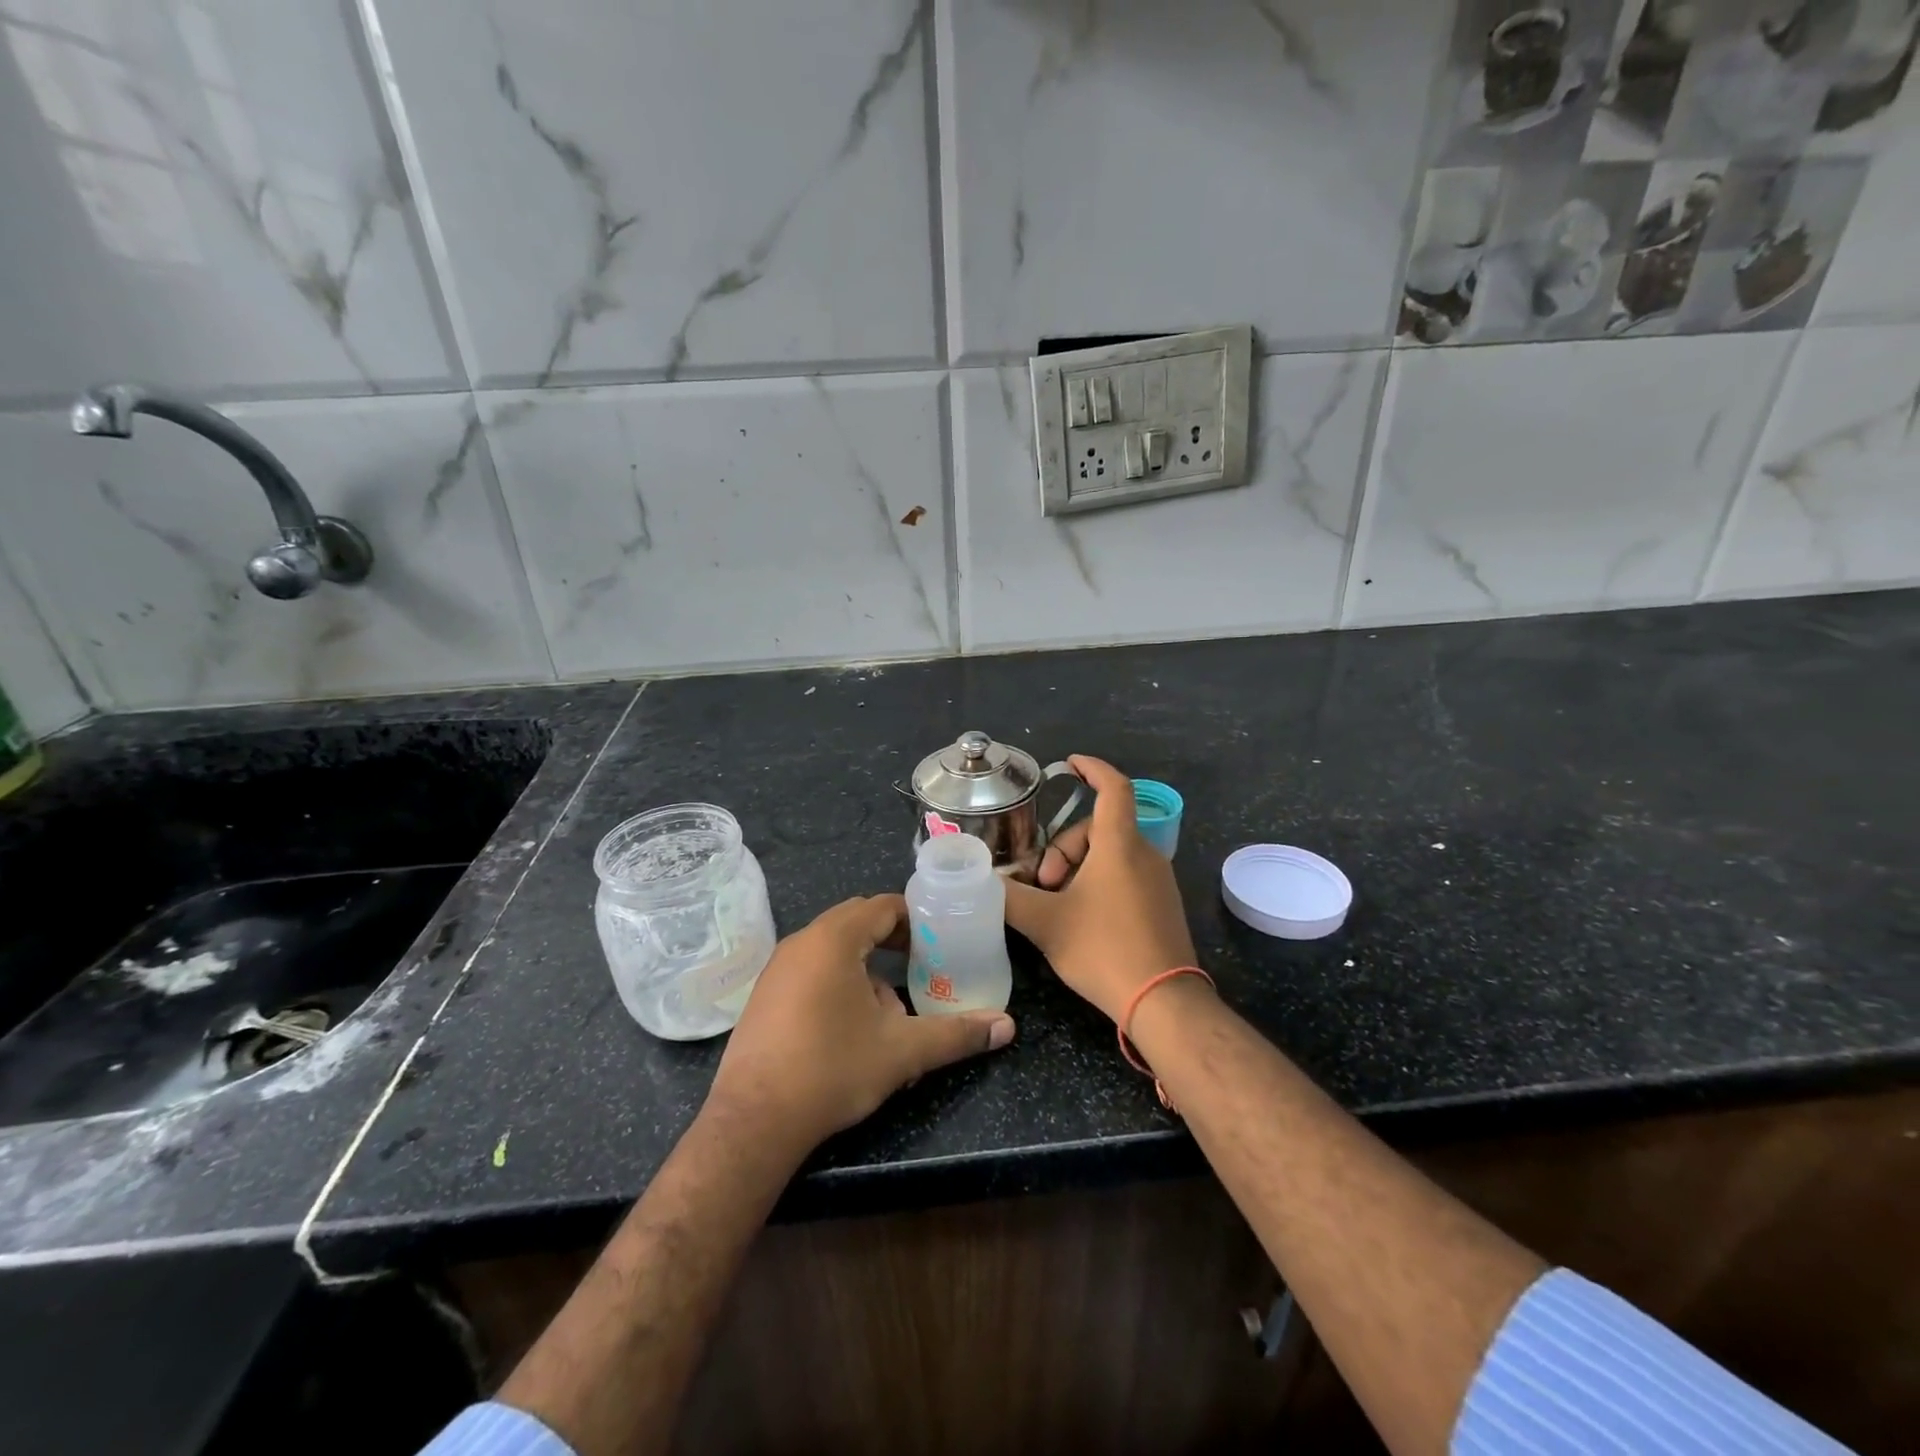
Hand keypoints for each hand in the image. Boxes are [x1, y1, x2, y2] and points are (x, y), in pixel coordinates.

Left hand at [706, 894, 1014, 1154]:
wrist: (753, 1121)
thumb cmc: (832, 1070)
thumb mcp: (901, 1051)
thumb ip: (956, 1034)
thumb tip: (1007, 1027)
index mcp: (834, 939)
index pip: (883, 906)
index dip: (916, 918)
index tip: (941, 940)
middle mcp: (802, 942)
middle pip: (857, 921)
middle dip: (892, 940)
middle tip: (922, 964)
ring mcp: (778, 968)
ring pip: (833, 949)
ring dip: (866, 967)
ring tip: (891, 1009)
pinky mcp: (765, 994)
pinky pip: (811, 969)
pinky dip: (838, 981)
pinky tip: (851, 1027)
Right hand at [1004, 756, 1198, 1023]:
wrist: (1163, 1002)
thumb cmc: (1103, 950)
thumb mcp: (1045, 923)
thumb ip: (1008, 897)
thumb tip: (983, 881)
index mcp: (1119, 845)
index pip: (1113, 787)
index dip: (1092, 769)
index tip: (1070, 765)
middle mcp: (1145, 853)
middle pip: (1098, 828)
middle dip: (1063, 849)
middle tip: (1043, 885)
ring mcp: (1159, 880)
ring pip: (1110, 854)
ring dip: (1078, 869)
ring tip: (1058, 906)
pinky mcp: (1163, 904)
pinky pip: (1126, 875)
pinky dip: (1099, 883)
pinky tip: (1081, 918)